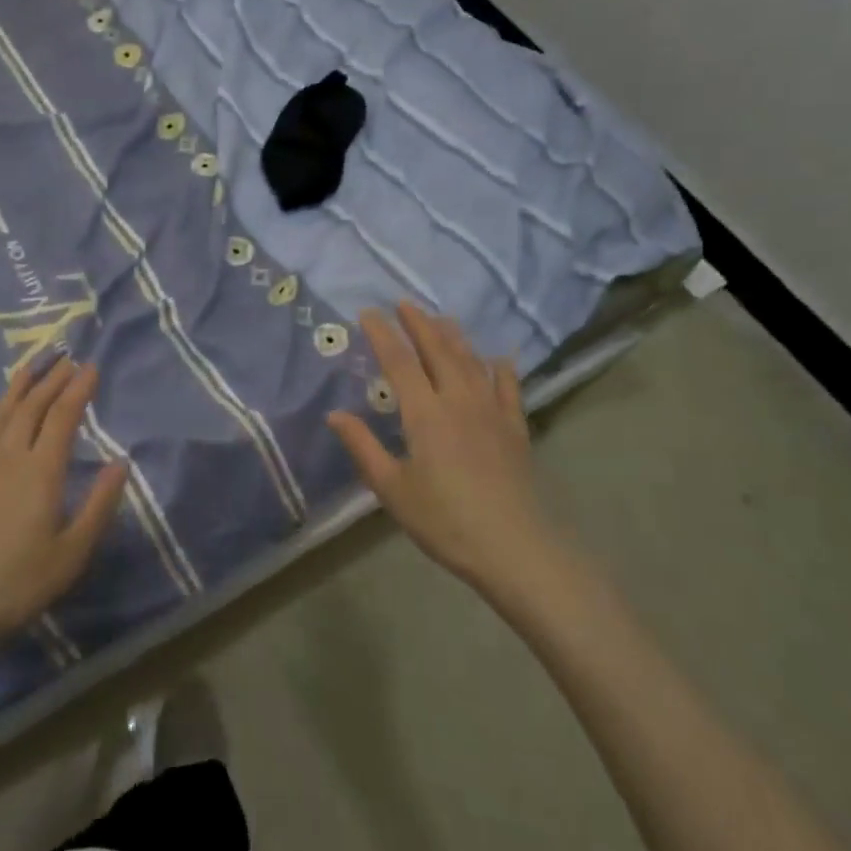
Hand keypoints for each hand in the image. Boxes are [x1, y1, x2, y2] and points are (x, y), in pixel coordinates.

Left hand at [0, 356, 127, 666]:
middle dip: (52, 380)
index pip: (64, 417)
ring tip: (31, 367)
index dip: (79, 389)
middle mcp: (8, 457)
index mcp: (41, 472)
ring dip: (18, 388)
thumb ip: (99, 506)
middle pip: (31, 407)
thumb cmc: (13, 586)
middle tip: (66, 358)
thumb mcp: (70, 555)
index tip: (91, 367)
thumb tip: (121, 463)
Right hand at [328, 303, 546, 589]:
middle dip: (419, 323)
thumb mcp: (392, 489)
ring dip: (454, 336)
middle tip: (404, 303)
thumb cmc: (444, 520)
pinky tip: (499, 358)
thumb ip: (363, 447)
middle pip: (437, 350)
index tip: (368, 313)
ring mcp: (492, 411)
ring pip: (471, 361)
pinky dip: (501, 369)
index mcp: (425, 413)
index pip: (398, 361)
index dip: (382, 333)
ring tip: (441, 318)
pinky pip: (508, 387)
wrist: (514, 547)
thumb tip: (334, 415)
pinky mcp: (515, 428)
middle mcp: (458, 400)